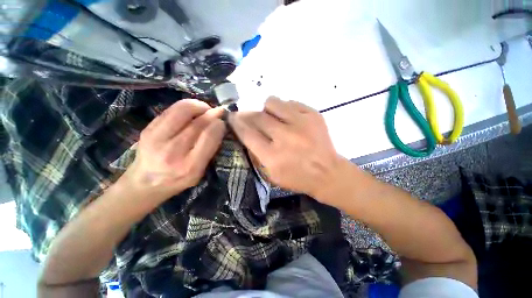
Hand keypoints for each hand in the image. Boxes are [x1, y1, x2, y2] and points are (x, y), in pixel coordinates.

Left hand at [123, 99, 225, 198]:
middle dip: (212, 113)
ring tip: (205, 110)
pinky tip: (191, 113)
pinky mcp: (147, 128)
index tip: (223, 122)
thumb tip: (219, 123)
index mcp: (190, 165)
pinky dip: (186, 107)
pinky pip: (172, 109)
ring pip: (183, 110)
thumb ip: (210, 149)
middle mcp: (172, 151)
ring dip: (199, 106)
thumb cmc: (178, 180)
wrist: (144, 183)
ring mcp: (156, 138)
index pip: (209, 136)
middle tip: (217, 113)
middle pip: (198, 122)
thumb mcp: (199, 172)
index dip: (219, 124)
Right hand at [228, 97, 344, 199]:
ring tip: (272, 118)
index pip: (247, 133)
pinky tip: (289, 119)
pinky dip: (285, 109)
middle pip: (257, 116)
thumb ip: (255, 153)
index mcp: (272, 156)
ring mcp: (301, 123)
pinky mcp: (313, 115)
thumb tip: (245, 132)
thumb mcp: (270, 175)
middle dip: (248, 115)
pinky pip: (290, 102)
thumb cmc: (297, 177)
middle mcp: (284, 137)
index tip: (232, 117)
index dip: (236, 123)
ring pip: (272, 103)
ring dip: (267, 110)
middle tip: (249, 117)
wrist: (327, 173)